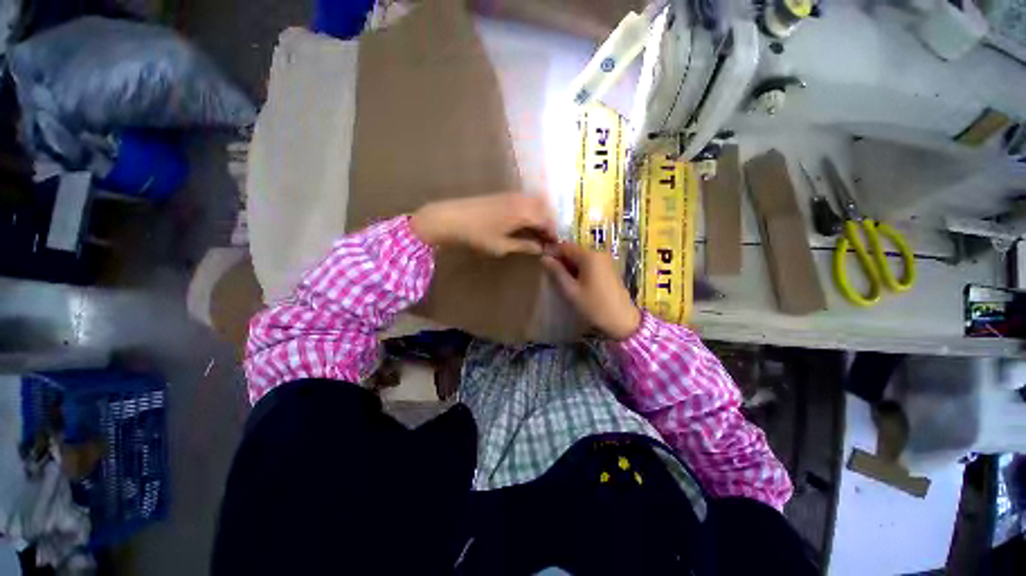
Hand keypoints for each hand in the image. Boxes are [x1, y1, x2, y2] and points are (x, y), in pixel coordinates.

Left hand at [411, 193, 557, 255]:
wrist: (451, 217)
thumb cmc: (478, 235)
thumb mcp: (502, 245)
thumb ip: (524, 246)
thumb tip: (540, 248)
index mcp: (524, 213)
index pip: (547, 221)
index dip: (552, 234)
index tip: (554, 245)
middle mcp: (522, 200)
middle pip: (545, 209)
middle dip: (549, 223)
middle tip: (547, 238)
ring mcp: (512, 195)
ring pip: (536, 202)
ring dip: (541, 215)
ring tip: (538, 231)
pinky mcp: (503, 195)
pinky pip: (526, 200)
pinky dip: (531, 209)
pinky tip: (525, 221)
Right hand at [541, 242, 641, 340]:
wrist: (622, 320)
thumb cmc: (594, 306)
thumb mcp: (571, 290)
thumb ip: (557, 272)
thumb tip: (544, 258)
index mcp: (589, 256)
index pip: (565, 246)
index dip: (552, 252)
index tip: (542, 261)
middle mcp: (598, 253)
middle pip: (574, 250)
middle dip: (562, 259)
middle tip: (551, 273)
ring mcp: (605, 260)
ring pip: (582, 257)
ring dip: (570, 265)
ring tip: (562, 280)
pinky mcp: (609, 268)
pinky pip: (590, 263)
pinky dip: (580, 269)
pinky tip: (576, 282)